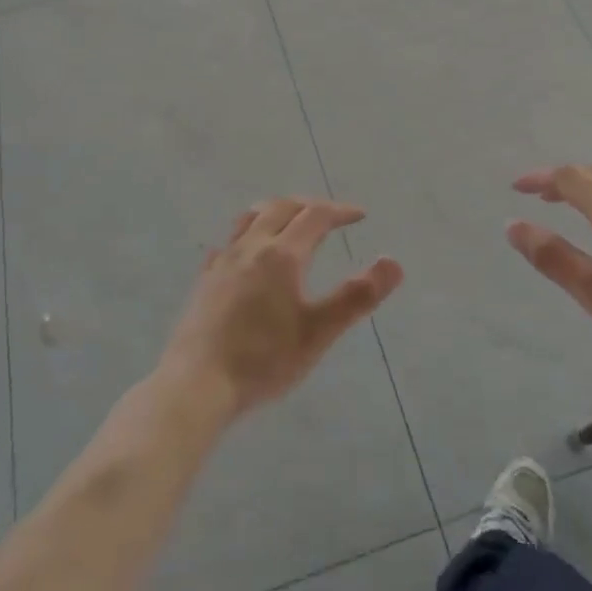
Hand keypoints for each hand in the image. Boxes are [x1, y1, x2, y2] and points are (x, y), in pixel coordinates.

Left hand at [161, 198, 403, 421]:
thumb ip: (357, 296)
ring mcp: (223, 261)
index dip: (340, 211)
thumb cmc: (263, 359)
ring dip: (276, 211)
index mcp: (282, 254)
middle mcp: (251, 247)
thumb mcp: (318, 332)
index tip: (361, 215)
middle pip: (282, 208)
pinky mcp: (205, 280)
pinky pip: (229, 242)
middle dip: (310, 206)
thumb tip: (394, 262)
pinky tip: (246, 253)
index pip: (315, 216)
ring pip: (251, 218)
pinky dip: (248, 235)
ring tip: (289, 220)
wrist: (197, 384)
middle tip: (330, 216)